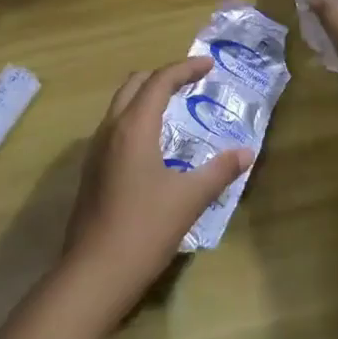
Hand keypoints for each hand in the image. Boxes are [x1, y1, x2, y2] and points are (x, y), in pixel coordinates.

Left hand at [61, 59, 254, 310]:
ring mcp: (95, 150)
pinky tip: (153, 144)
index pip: (160, 81)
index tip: (208, 65)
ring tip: (174, 107)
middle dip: (163, 76)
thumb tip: (246, 152)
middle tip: (191, 82)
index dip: (185, 68)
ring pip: (120, 105)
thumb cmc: (145, 229)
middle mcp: (110, 129)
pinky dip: (135, 119)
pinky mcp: (91, 170)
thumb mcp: (189, 199)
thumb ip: (219, 171)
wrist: (94, 273)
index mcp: (133, 127)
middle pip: (134, 84)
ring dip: (146, 96)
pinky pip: (114, 128)